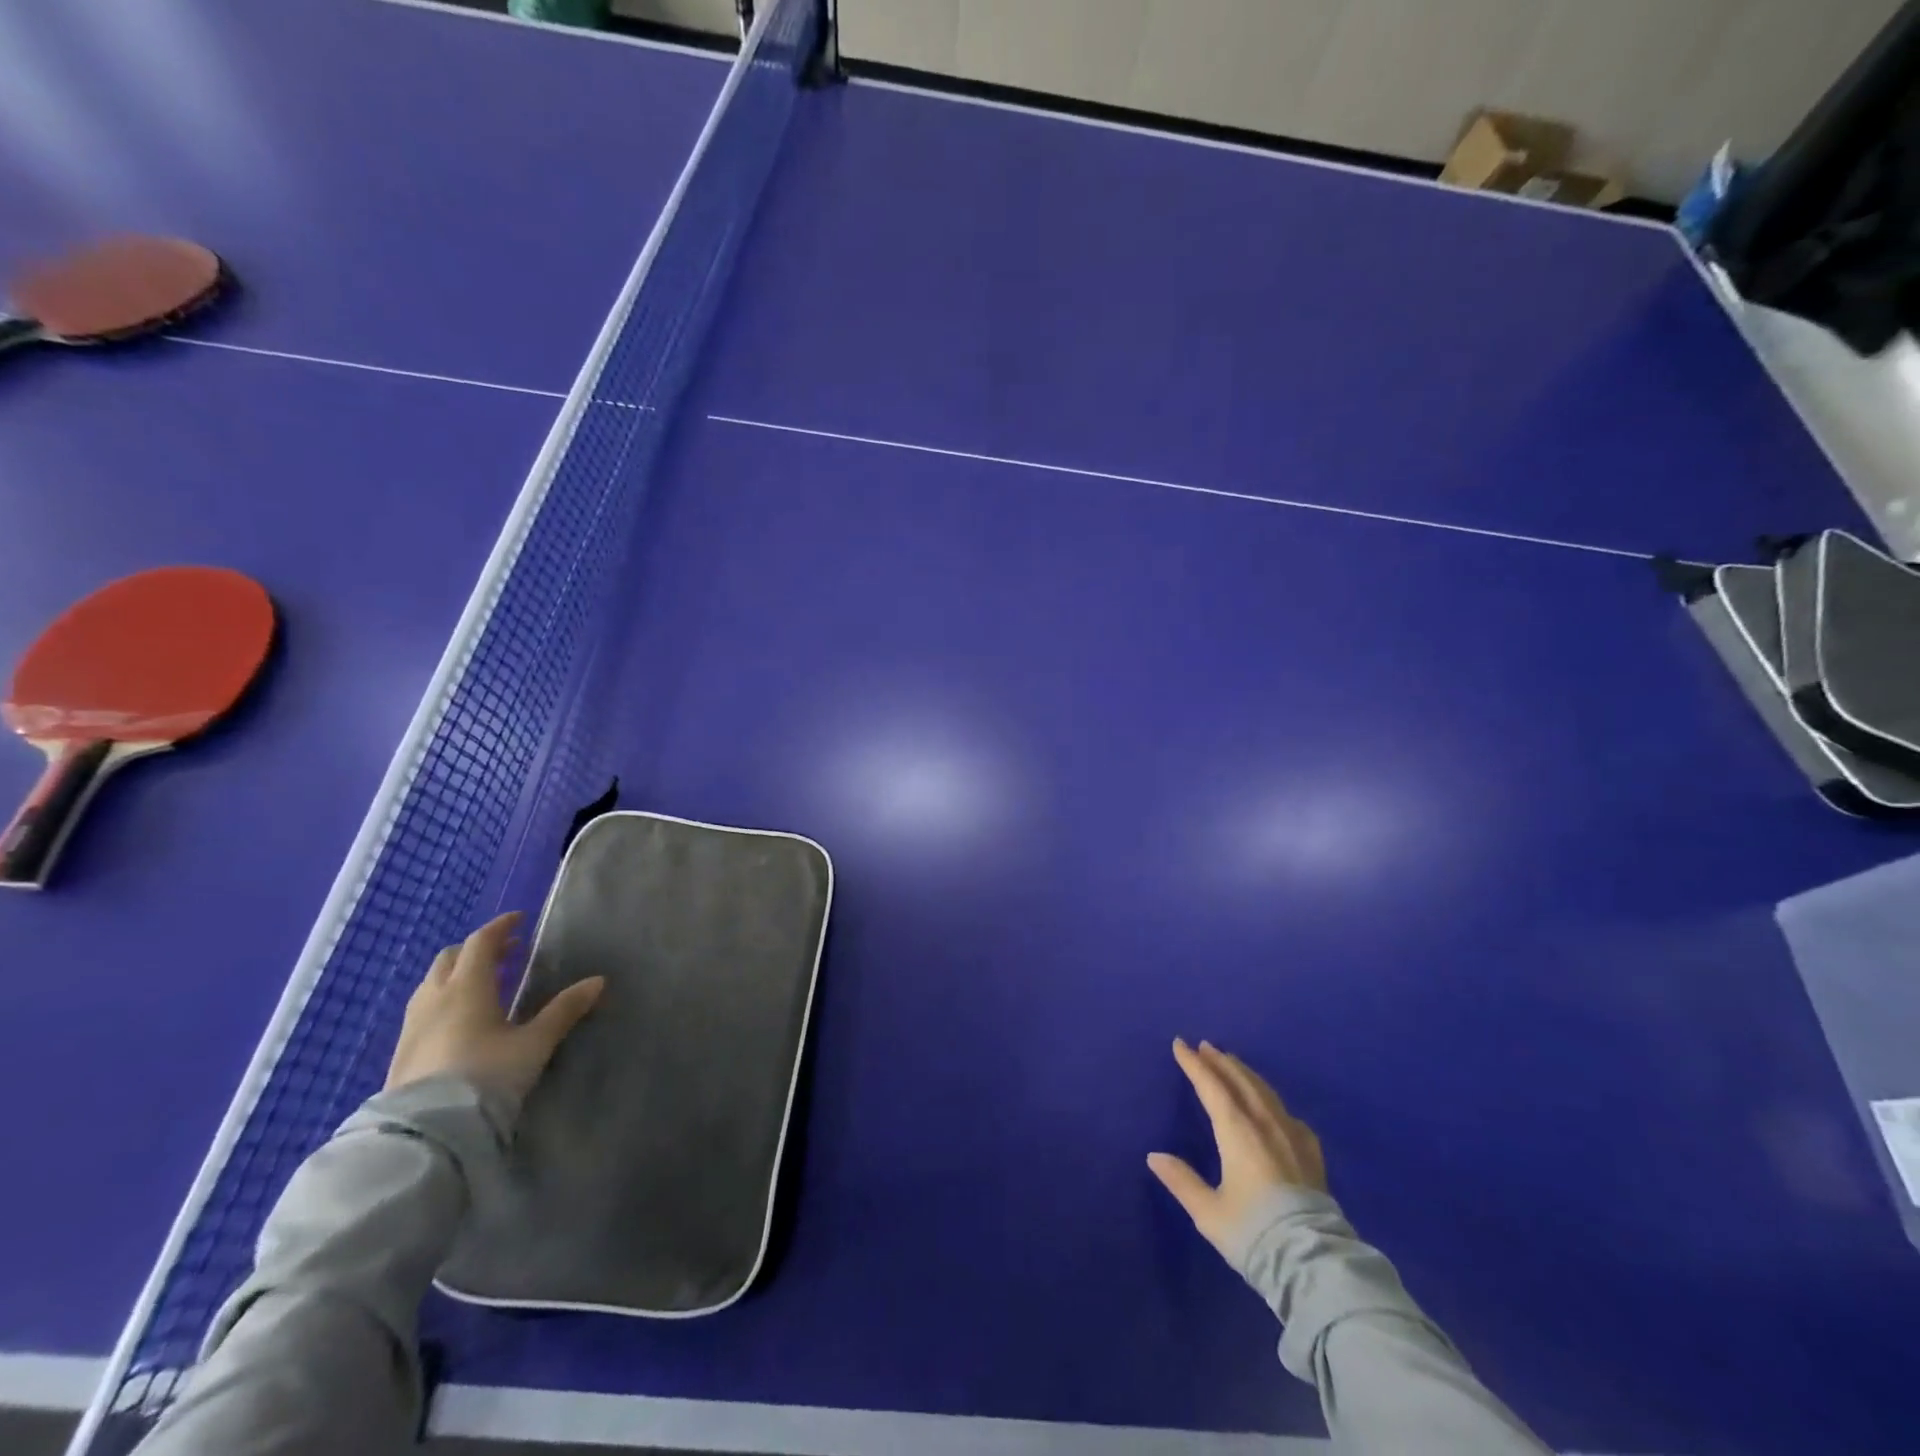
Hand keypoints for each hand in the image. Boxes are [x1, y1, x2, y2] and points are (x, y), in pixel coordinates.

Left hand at [385, 911, 604, 1105]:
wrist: (427, 1133)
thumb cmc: (487, 1076)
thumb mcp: (534, 1043)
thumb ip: (564, 1010)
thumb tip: (598, 981)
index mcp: (467, 987)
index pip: (481, 942)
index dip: (501, 927)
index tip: (520, 920)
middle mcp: (435, 998)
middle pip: (451, 958)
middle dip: (477, 949)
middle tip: (506, 953)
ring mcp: (412, 1025)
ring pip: (432, 983)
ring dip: (457, 974)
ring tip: (484, 984)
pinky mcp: (401, 1052)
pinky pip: (423, 1009)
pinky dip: (444, 999)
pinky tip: (459, 1021)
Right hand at [1148, 1038, 1326, 1256]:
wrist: (1314, 1263)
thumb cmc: (1254, 1233)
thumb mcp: (1209, 1212)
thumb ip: (1182, 1181)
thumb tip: (1154, 1156)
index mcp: (1238, 1132)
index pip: (1212, 1087)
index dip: (1194, 1065)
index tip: (1180, 1045)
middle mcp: (1265, 1125)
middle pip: (1241, 1082)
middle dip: (1221, 1062)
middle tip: (1205, 1046)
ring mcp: (1292, 1136)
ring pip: (1265, 1092)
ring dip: (1245, 1073)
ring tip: (1233, 1062)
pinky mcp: (1311, 1154)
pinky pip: (1287, 1113)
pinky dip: (1272, 1100)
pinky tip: (1273, 1106)